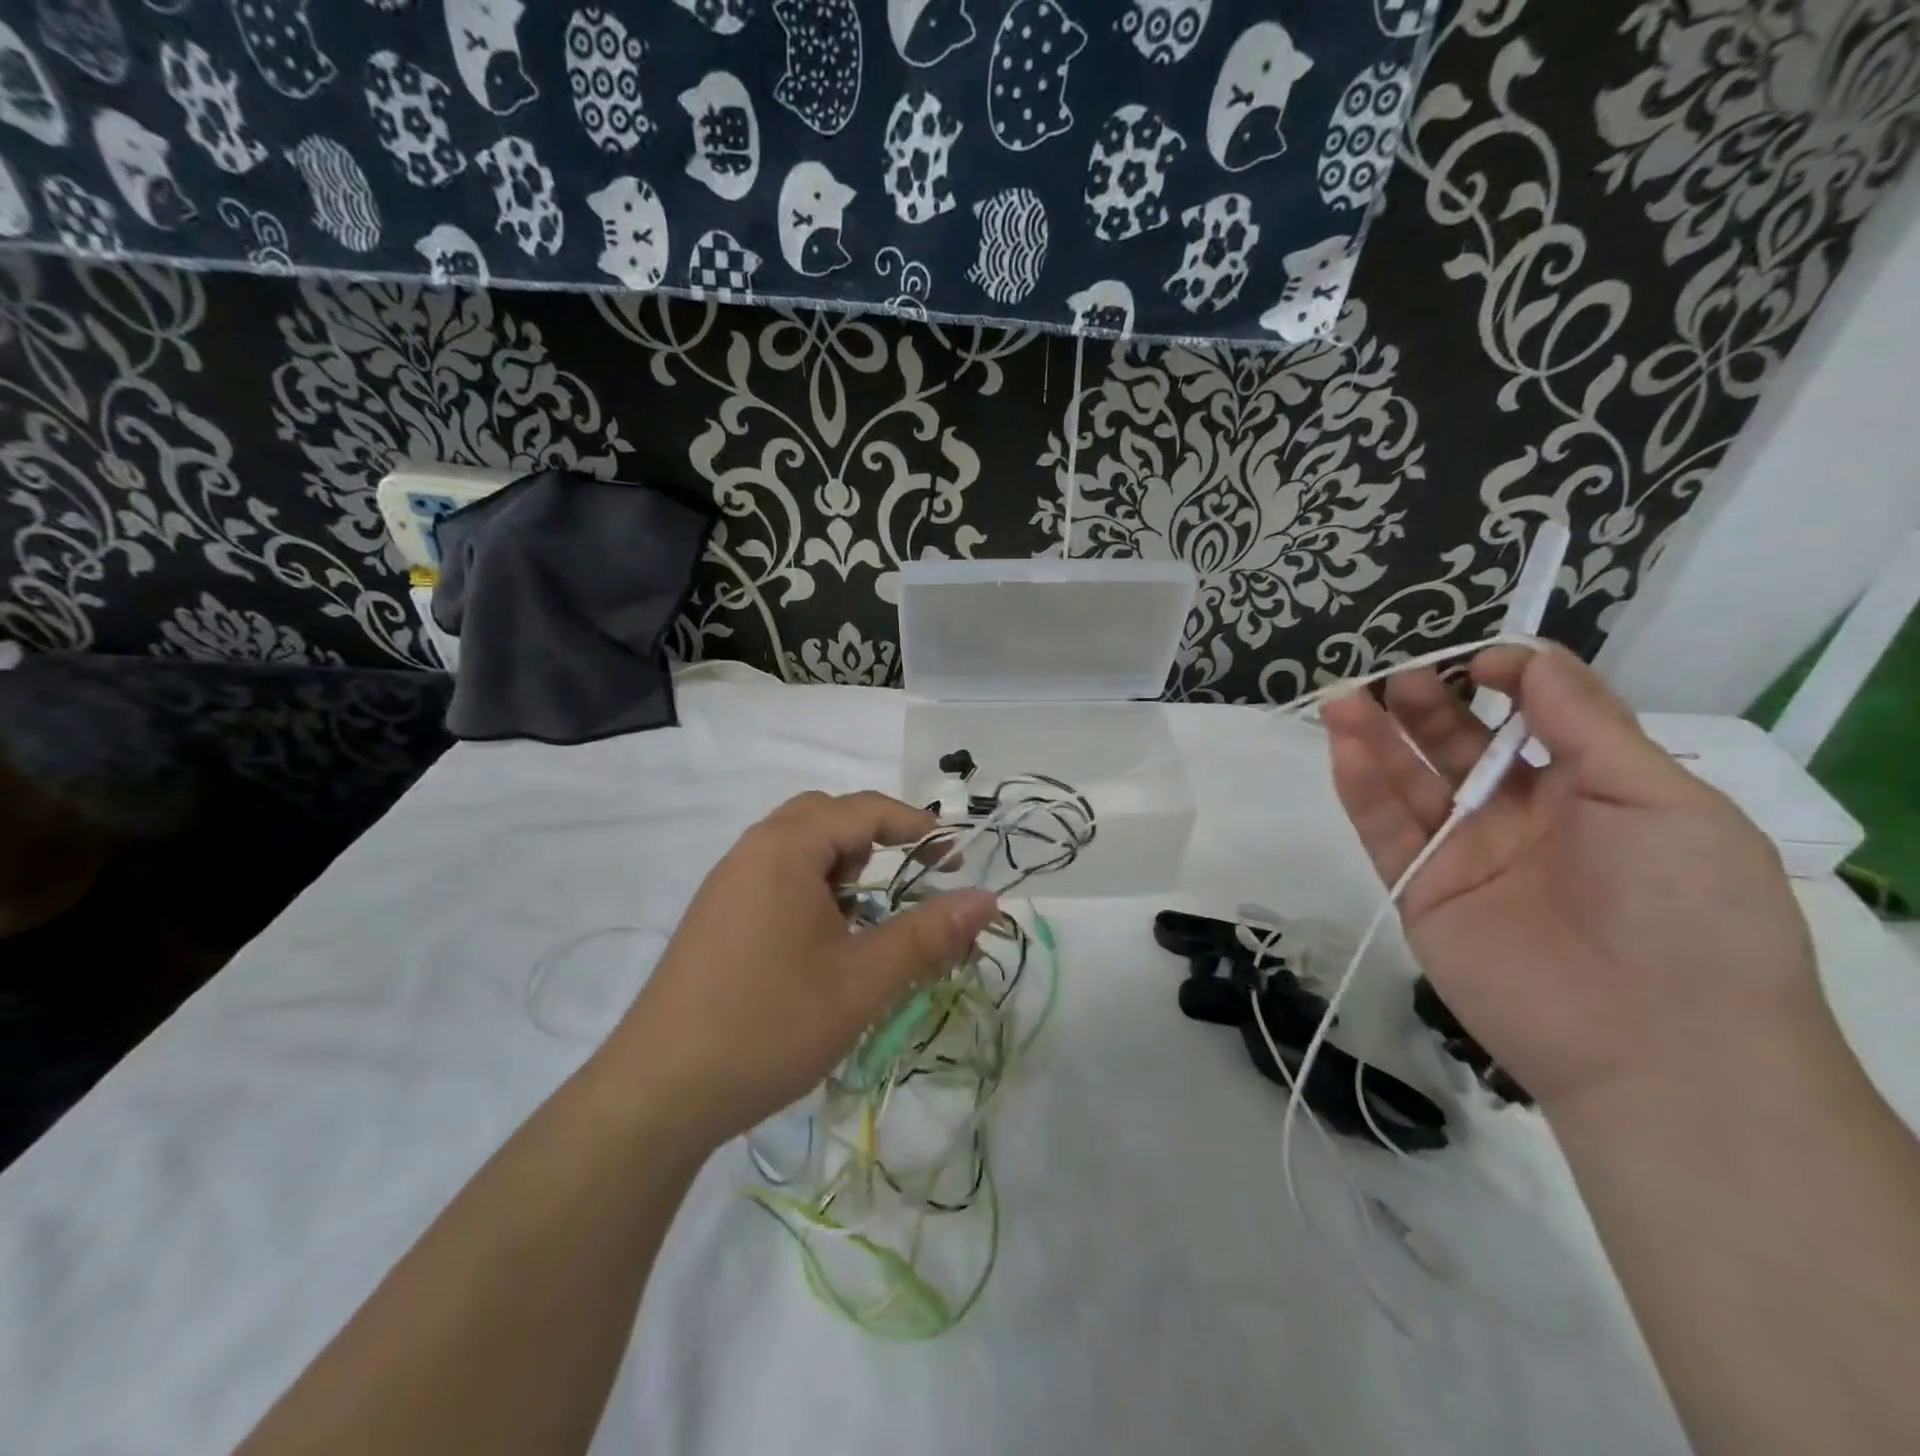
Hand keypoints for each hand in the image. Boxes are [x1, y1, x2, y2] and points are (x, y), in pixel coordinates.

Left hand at [606, 791, 998, 1150]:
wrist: (657, 1094)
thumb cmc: (768, 1024)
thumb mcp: (862, 981)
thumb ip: (928, 935)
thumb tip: (988, 899)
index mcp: (785, 849)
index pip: (863, 809)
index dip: (916, 825)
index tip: (954, 856)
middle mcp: (751, 852)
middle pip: (825, 818)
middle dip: (876, 838)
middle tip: (910, 876)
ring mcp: (726, 885)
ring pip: (797, 850)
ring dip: (842, 867)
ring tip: (868, 916)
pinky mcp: (715, 919)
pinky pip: (774, 879)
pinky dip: (812, 890)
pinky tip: (823, 943)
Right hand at [1321, 646, 1835, 1117]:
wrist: (1659, 1047)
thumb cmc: (1687, 907)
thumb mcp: (1661, 796)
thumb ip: (1585, 721)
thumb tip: (1525, 654)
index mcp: (1590, 791)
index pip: (1532, 718)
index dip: (1505, 681)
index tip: (1480, 661)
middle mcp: (1520, 817)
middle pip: (1457, 747)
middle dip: (1428, 705)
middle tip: (1398, 675)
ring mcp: (1464, 855)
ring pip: (1408, 784)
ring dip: (1375, 737)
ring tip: (1346, 697)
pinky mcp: (1420, 892)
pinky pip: (1384, 831)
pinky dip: (1360, 787)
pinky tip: (1343, 745)